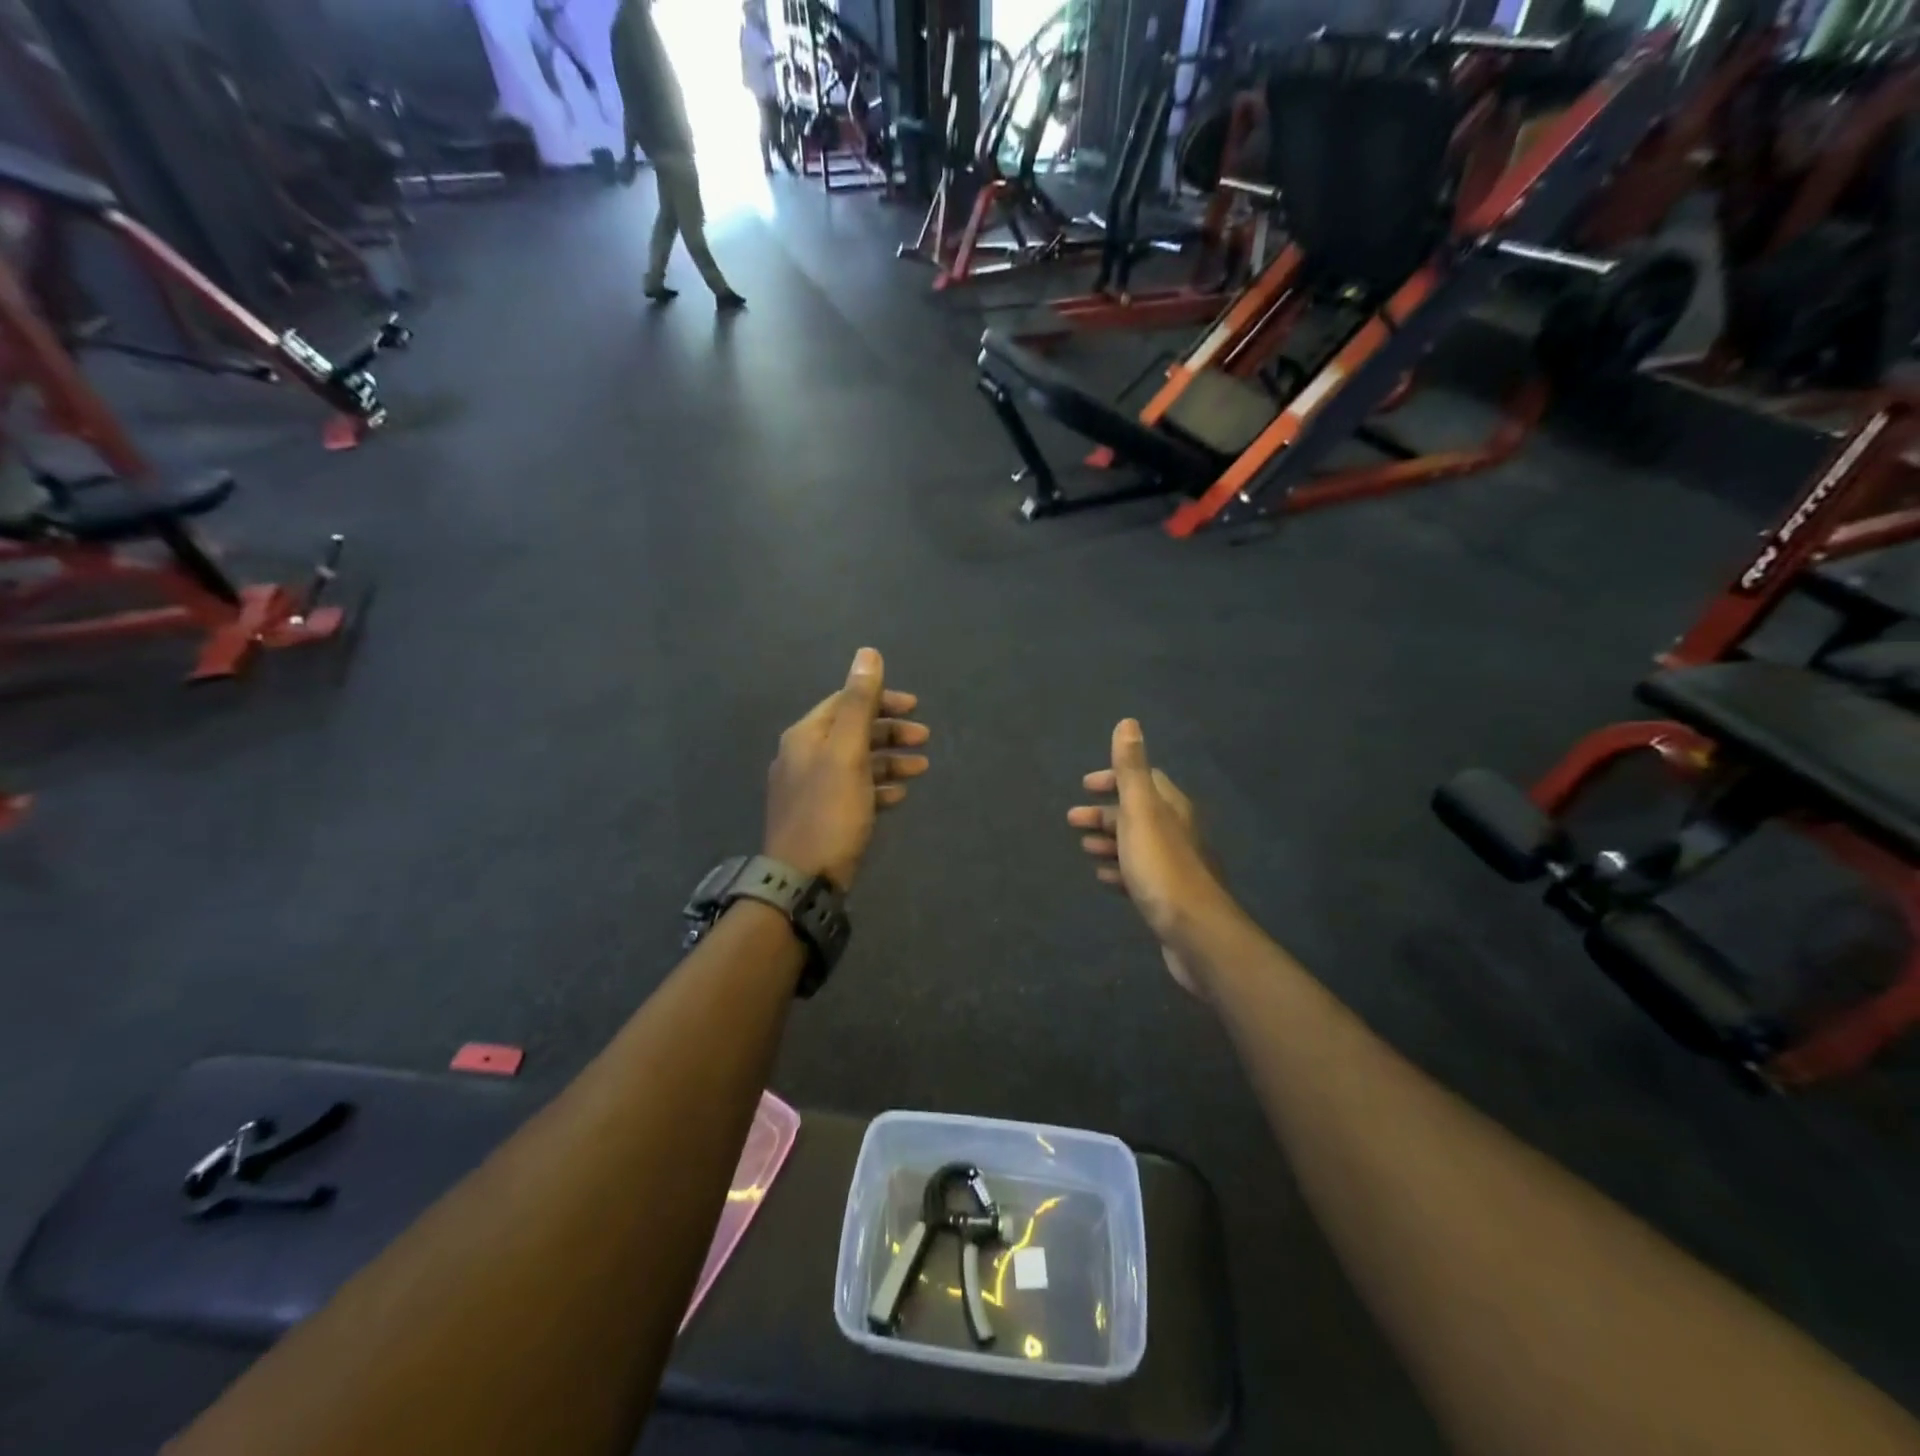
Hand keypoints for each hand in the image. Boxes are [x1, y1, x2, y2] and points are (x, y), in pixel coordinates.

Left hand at [765, 649, 928, 890]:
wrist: (802, 880)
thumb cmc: (829, 811)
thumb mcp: (847, 752)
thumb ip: (858, 703)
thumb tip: (867, 653)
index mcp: (806, 736)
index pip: (845, 703)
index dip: (881, 700)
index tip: (915, 707)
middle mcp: (803, 757)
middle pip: (852, 732)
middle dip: (889, 731)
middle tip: (924, 738)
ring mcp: (811, 789)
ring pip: (856, 763)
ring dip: (889, 760)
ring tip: (921, 767)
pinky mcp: (822, 817)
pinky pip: (854, 792)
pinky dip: (878, 787)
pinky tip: (899, 796)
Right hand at [1068, 720, 1230, 995]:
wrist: (1195, 933)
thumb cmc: (1162, 867)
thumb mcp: (1141, 812)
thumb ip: (1131, 770)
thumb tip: (1128, 723)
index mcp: (1172, 808)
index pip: (1144, 780)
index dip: (1114, 779)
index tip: (1085, 787)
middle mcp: (1178, 832)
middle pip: (1137, 813)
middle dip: (1104, 813)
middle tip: (1072, 821)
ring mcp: (1175, 865)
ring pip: (1137, 844)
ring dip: (1109, 841)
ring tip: (1083, 848)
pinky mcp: (1169, 896)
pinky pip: (1139, 873)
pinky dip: (1119, 869)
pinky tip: (1104, 877)